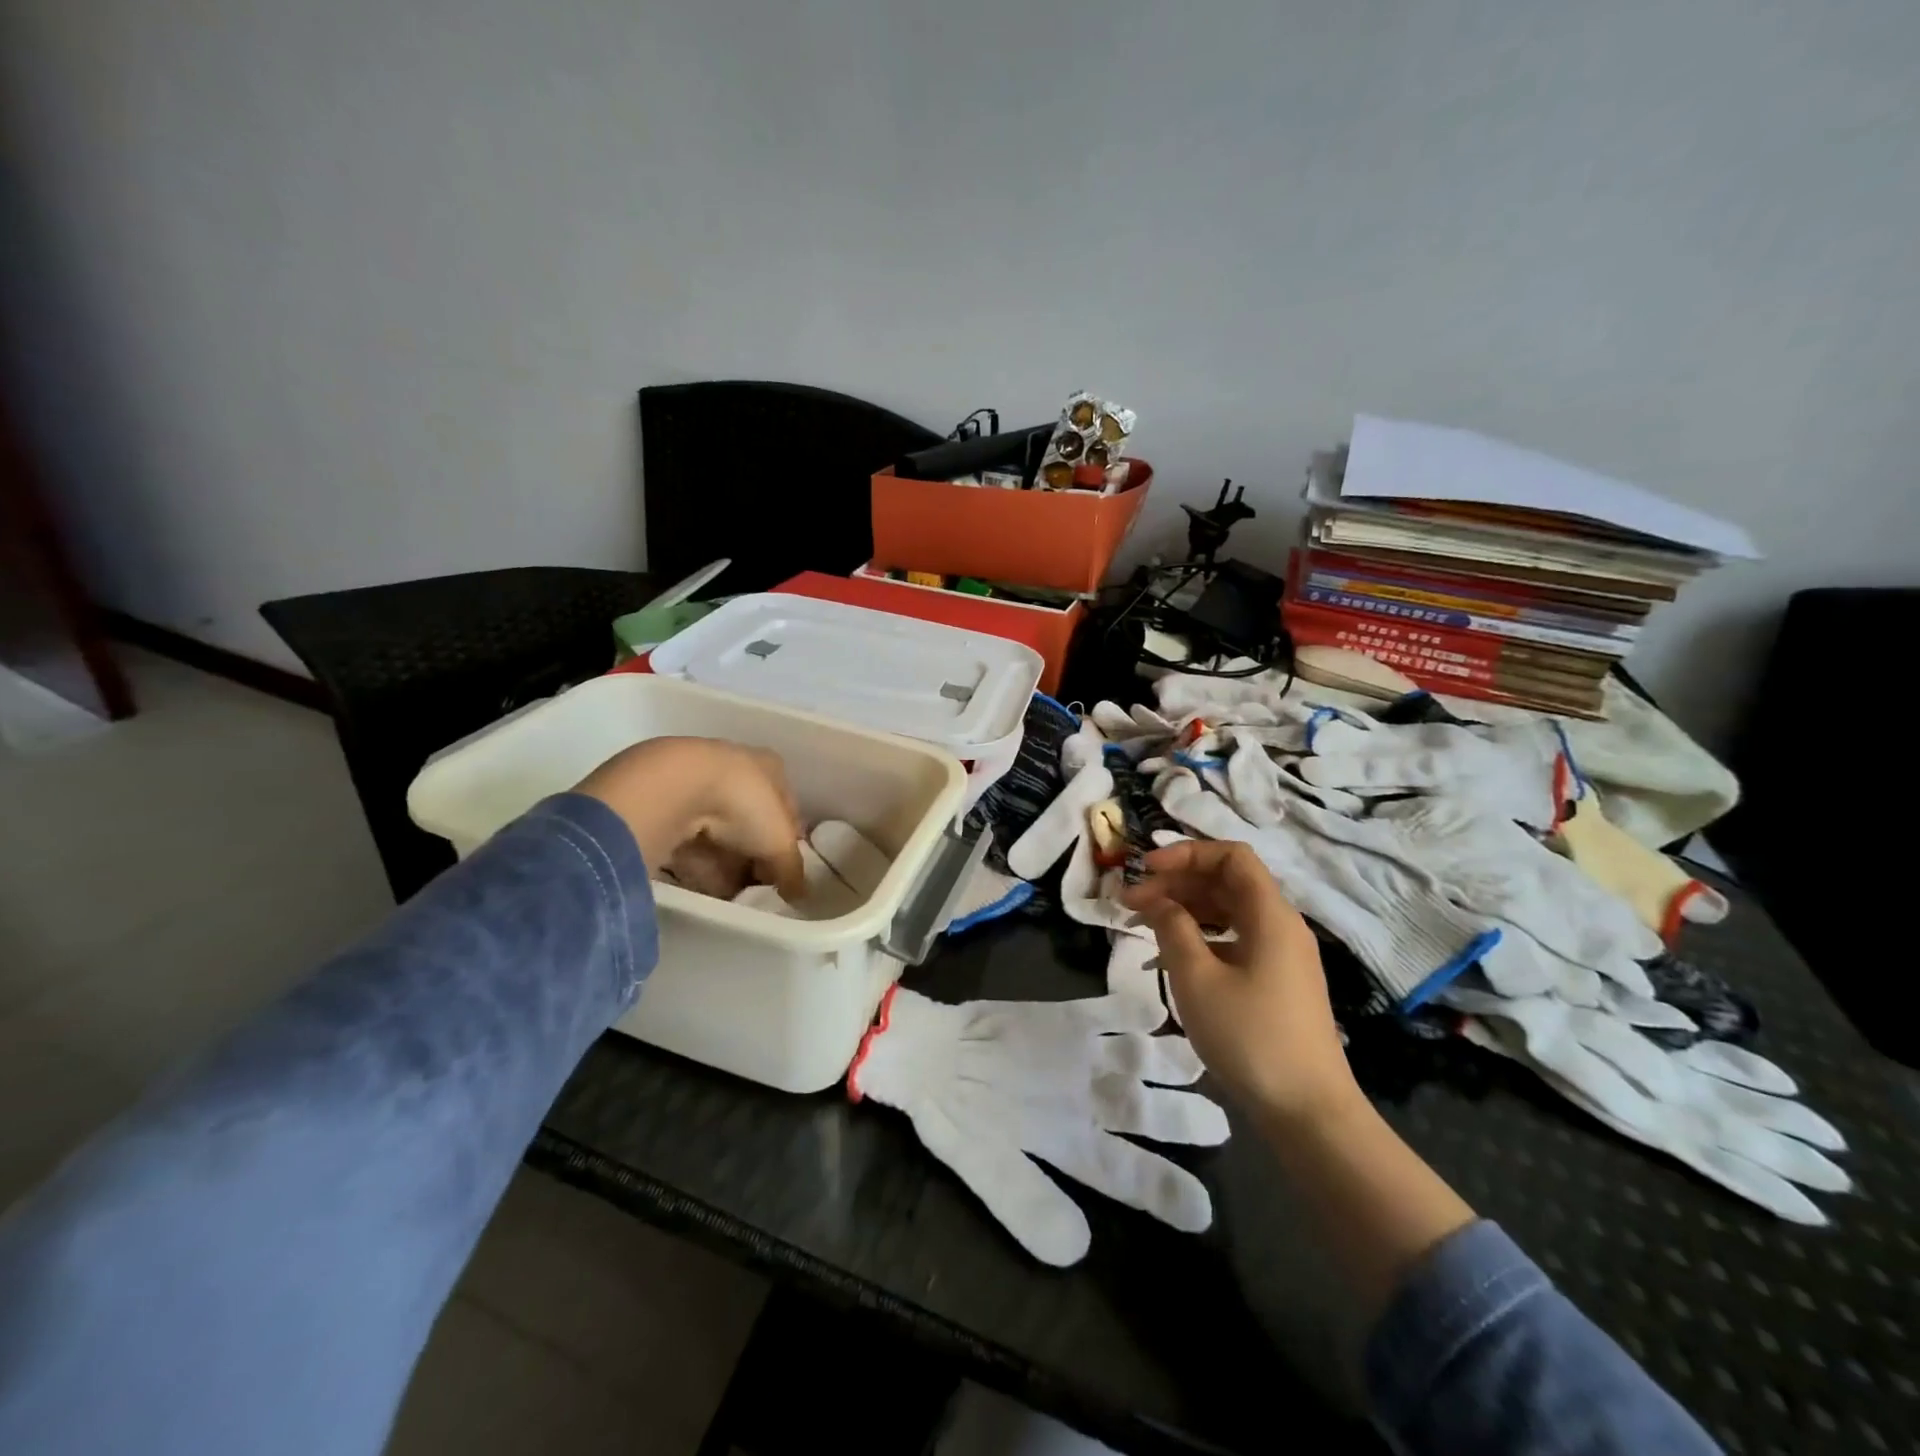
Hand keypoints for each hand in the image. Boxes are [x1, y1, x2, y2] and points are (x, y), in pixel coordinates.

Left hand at [575, 737, 805, 899]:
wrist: (674, 787)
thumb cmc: (744, 805)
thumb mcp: (779, 843)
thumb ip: (792, 869)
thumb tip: (798, 894)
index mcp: (771, 767)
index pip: (786, 809)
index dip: (786, 843)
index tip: (782, 873)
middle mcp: (737, 767)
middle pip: (751, 821)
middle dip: (752, 855)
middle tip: (752, 884)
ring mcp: (699, 779)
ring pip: (718, 830)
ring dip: (722, 860)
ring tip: (724, 889)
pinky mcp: (665, 796)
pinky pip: (687, 835)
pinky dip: (693, 857)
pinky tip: (695, 877)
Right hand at [1120, 840, 1360, 1124]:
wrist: (1308, 1112)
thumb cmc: (1250, 1036)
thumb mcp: (1197, 978)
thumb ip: (1173, 927)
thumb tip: (1156, 900)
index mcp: (1270, 914)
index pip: (1231, 856)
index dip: (1186, 853)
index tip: (1146, 871)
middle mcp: (1281, 925)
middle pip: (1227, 881)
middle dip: (1177, 882)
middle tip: (1131, 902)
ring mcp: (1282, 954)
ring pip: (1230, 910)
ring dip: (1186, 908)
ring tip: (1144, 924)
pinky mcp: (1277, 980)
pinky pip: (1236, 938)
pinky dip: (1202, 935)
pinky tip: (1173, 954)